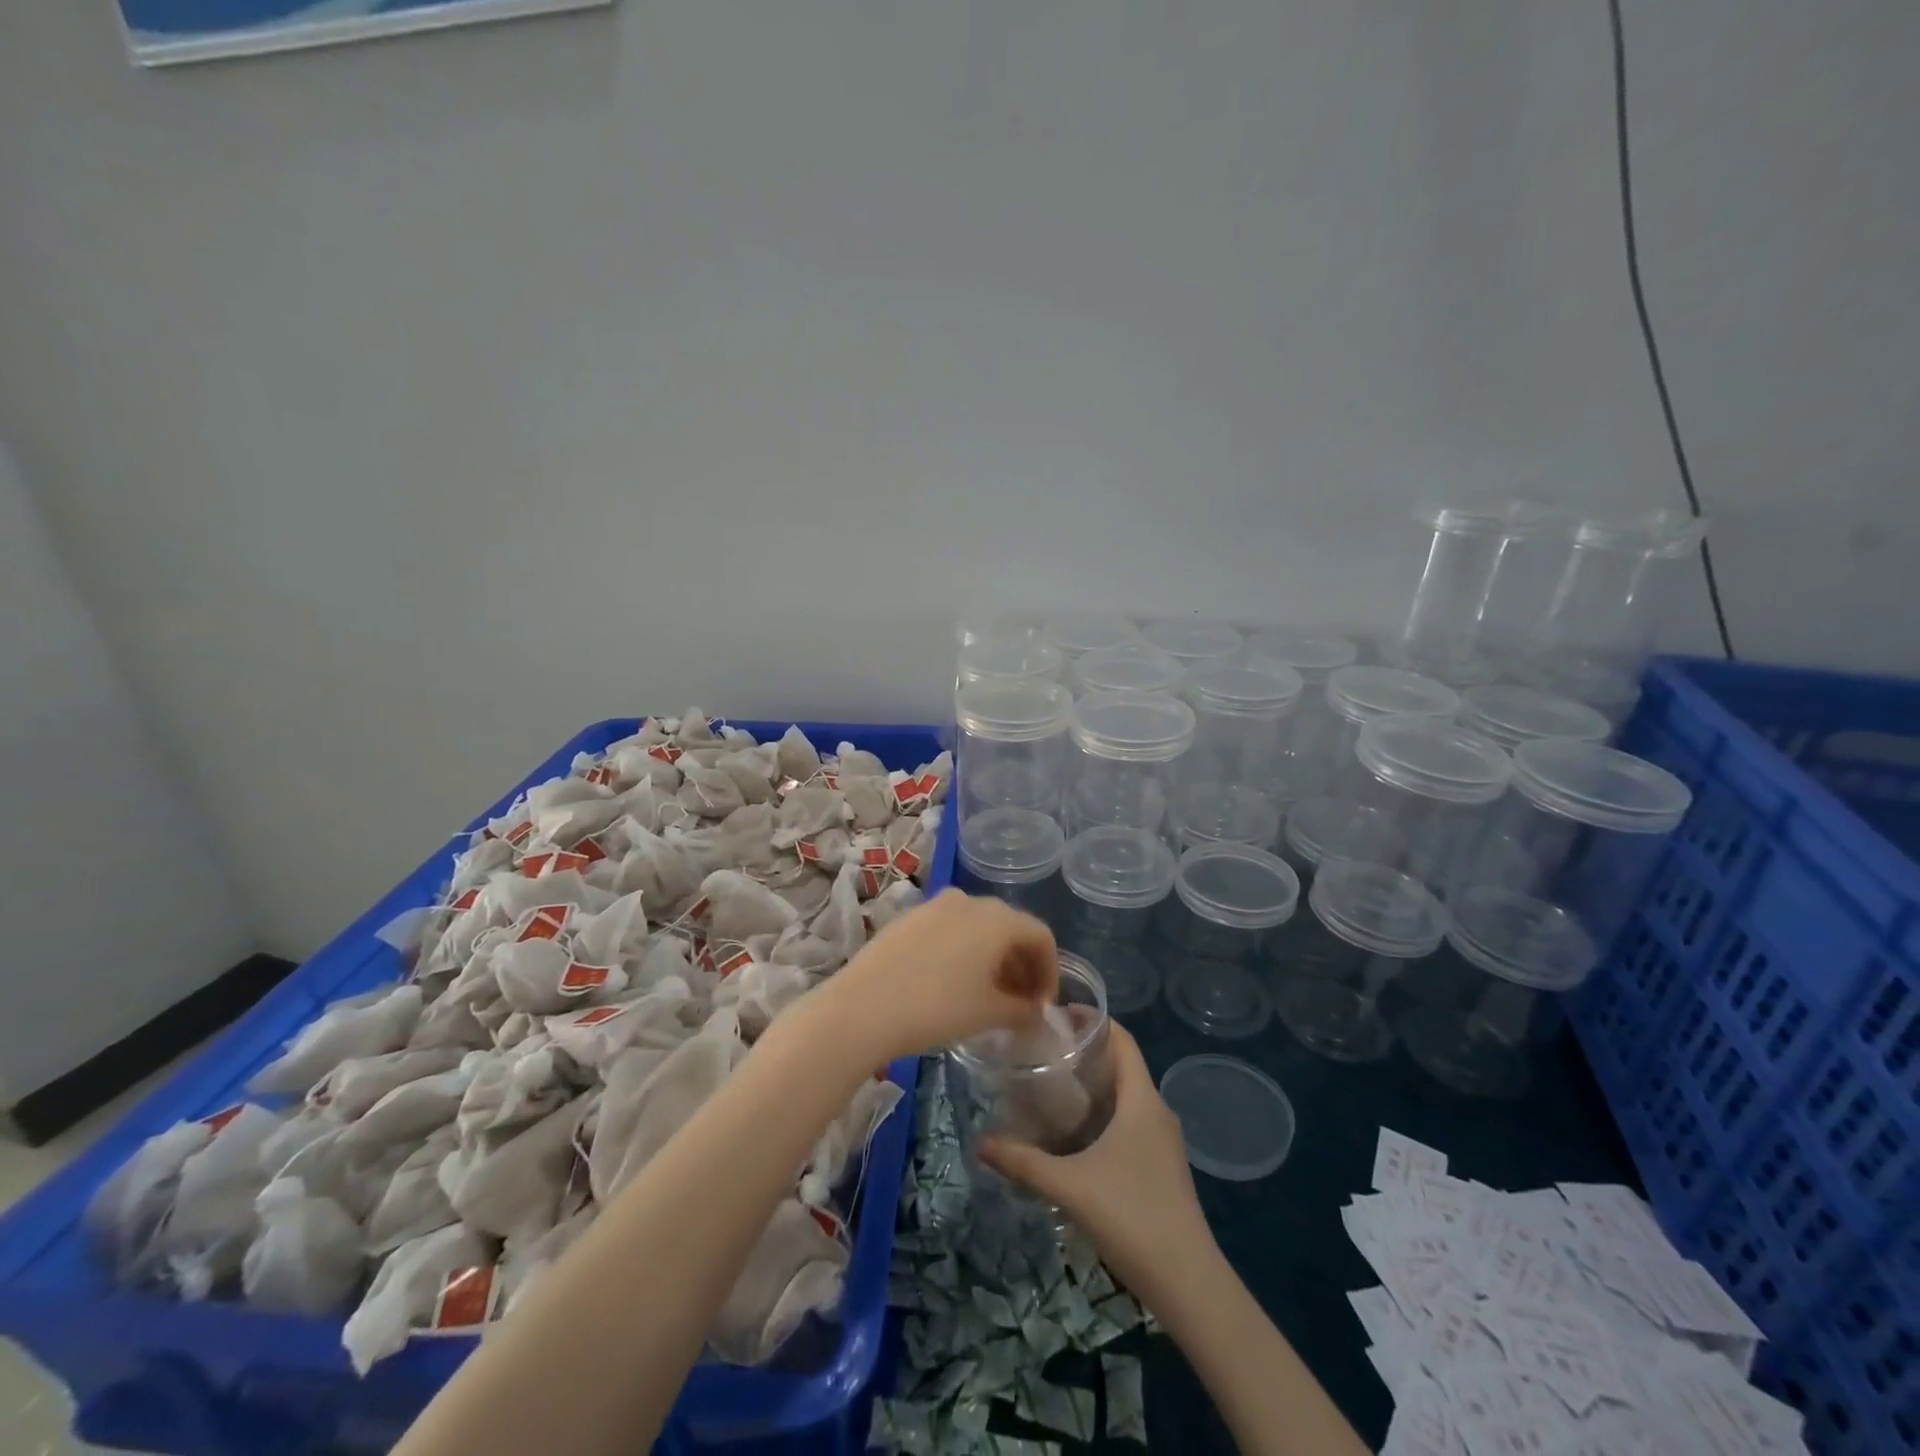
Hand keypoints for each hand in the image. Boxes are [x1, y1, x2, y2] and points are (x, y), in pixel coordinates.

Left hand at [819, 890, 1057, 1064]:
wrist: (862, 1008)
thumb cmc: (936, 1008)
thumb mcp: (988, 1014)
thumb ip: (1021, 1010)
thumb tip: (1034, 1012)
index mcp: (996, 919)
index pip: (1040, 936)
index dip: (1049, 971)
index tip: (1044, 1005)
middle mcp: (969, 901)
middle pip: (1009, 928)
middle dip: (1021, 964)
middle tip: (1021, 1002)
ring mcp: (935, 905)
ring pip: (978, 927)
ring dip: (992, 957)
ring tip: (988, 995)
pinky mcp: (909, 917)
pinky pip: (950, 928)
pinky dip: (963, 950)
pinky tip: (953, 982)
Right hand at [977, 1023, 1215, 1304]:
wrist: (1189, 1283)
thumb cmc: (1133, 1217)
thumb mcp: (1070, 1186)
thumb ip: (1024, 1162)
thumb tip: (981, 1142)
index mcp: (1142, 1100)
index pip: (1123, 1039)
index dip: (1094, 1019)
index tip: (1058, 1014)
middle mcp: (1157, 1111)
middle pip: (1122, 1065)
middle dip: (1086, 1052)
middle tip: (1044, 1050)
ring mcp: (1163, 1141)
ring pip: (1127, 1096)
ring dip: (1095, 1085)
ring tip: (1053, 1087)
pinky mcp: (1162, 1166)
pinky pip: (1131, 1121)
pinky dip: (1104, 1113)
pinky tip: (1076, 1134)